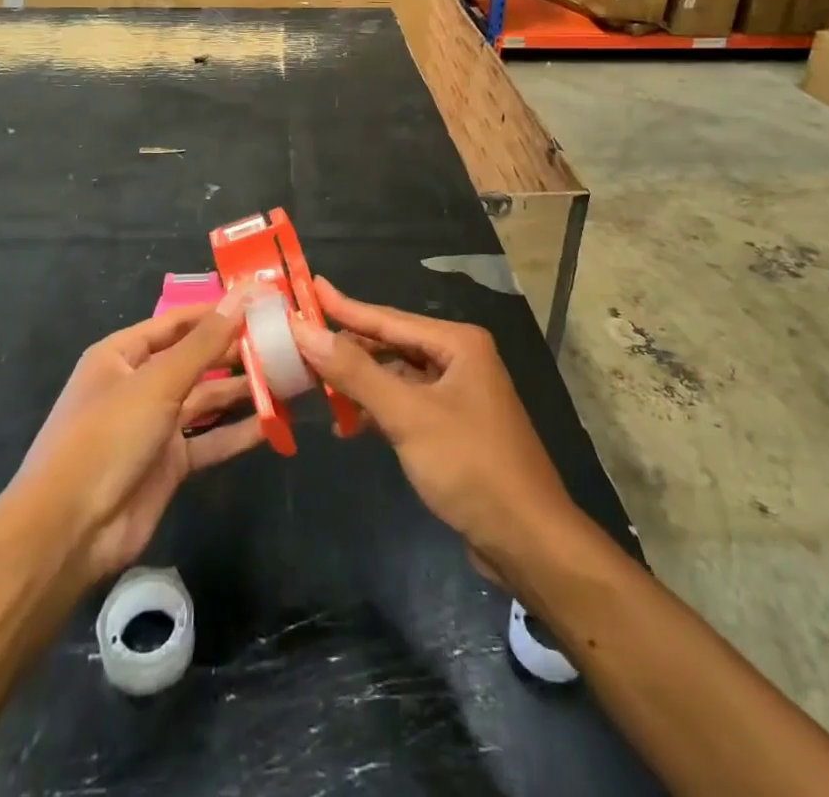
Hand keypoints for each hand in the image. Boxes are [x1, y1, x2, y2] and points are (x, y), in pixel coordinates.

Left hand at [12, 292, 262, 584]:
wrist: (68, 532)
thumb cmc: (106, 437)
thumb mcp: (157, 382)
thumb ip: (204, 343)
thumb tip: (241, 296)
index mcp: (122, 356)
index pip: (176, 323)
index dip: (216, 312)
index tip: (260, 303)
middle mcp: (139, 385)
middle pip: (195, 360)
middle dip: (235, 352)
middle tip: (284, 341)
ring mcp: (154, 426)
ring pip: (206, 400)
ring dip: (243, 391)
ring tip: (288, 377)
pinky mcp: (169, 464)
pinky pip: (209, 440)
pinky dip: (238, 432)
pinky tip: (273, 423)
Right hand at [289, 278, 581, 574]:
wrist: (528, 540)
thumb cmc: (470, 466)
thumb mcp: (408, 415)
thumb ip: (356, 372)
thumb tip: (306, 331)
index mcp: (457, 343)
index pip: (387, 318)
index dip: (343, 306)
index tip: (307, 287)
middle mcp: (459, 359)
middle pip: (391, 344)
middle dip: (347, 347)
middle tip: (299, 340)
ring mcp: (458, 394)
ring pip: (396, 376)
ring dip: (359, 382)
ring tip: (313, 381)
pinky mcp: (453, 426)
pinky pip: (405, 404)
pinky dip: (377, 410)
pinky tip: (347, 425)